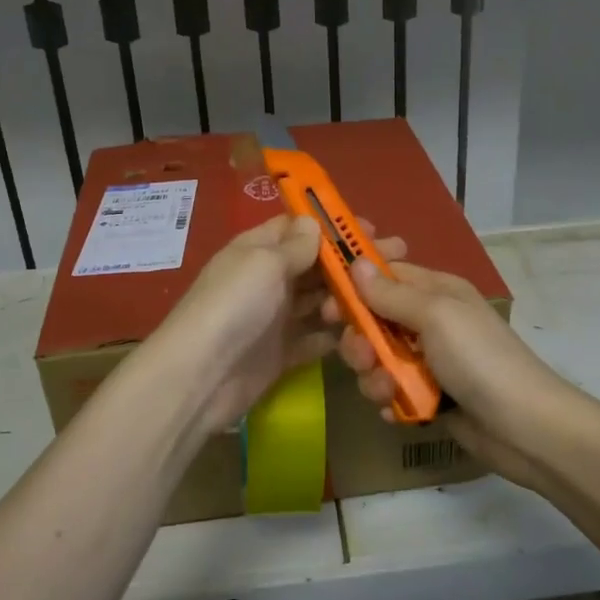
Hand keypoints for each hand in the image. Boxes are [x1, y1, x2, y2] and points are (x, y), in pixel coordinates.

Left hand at [149, 214, 398, 438]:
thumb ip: (294, 246)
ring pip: (318, 301)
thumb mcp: (264, 263)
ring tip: (385, 296)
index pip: (298, 228)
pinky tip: (366, 330)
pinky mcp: (281, 353)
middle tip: (396, 259)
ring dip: (347, 297)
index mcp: (257, 250)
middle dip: (351, 262)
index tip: (371, 231)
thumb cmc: (234, 306)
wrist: (202, 376)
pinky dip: (335, 334)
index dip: (333, 227)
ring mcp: (274, 318)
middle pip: (314, 265)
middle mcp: (266, 280)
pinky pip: (314, 338)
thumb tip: (313, 223)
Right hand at [324, 256, 571, 490]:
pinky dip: (389, 401)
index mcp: (436, 292)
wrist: (524, 428)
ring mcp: (428, 361)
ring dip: (374, 376)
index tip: (328, 307)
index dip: (353, 289)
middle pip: (373, 321)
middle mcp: (430, 322)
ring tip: (389, 391)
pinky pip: (391, 391)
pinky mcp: (428, 397)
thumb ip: (392, 293)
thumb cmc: (480, 359)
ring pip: (377, 360)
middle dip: (361, 341)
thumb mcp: (436, 316)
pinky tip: (398, 412)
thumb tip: (355, 262)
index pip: (384, 277)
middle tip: (365, 358)